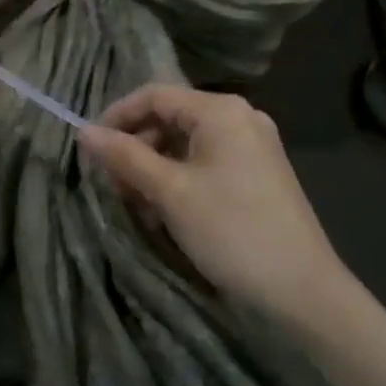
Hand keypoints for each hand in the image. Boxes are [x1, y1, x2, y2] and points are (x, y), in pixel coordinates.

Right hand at [81, 85, 344, 320]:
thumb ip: (125, 156)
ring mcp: (252, 146)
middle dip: (136, 148)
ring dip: (154, 168)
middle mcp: (240, 118)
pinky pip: (206, 163)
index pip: (154, 95)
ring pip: (186, 144)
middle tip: (113, 184)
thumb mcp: (169, 192)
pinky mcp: (258, 174)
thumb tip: (83, 132)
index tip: (90, 149)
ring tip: (136, 204)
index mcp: (221, 111)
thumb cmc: (231, 231)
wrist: (302, 291)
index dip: (117, 116)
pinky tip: (166, 212)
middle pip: (170, 118)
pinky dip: (179, 180)